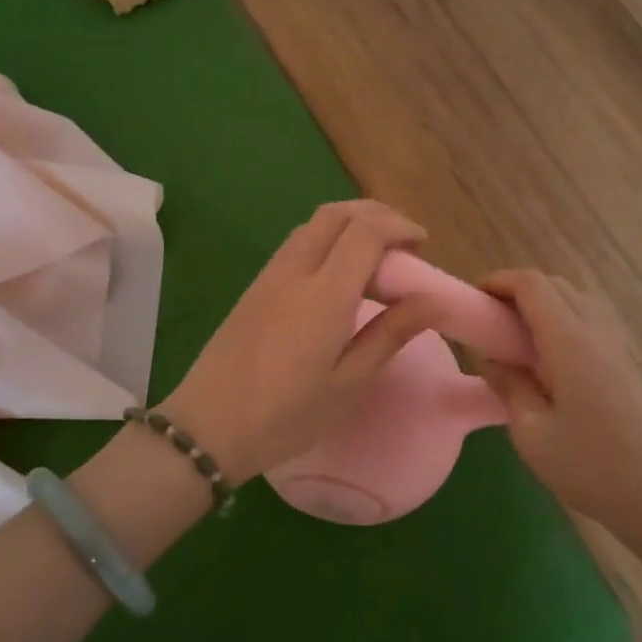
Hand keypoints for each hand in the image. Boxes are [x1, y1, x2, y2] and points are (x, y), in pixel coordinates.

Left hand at [158, 201, 441, 483]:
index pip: (365, 231)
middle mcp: (295, 271)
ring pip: (313, 225)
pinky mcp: (254, 288)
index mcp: (324, 294)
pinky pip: (296, 244)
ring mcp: (269, 276)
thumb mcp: (349, 383)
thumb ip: (390, 333)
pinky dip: (326, 241)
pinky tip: (339, 277)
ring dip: (349, 225)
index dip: (400, 227)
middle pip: (336, 214)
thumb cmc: (286, 415)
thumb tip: (433, 300)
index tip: (423, 246)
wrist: (208, 427)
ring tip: (376, 260)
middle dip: (376, 215)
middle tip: (403, 245)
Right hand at [477, 270, 641, 539]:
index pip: (532, 285)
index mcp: (570, 341)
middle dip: (517, 290)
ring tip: (516, 337)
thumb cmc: (589, 466)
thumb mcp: (531, 432)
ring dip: (543, 303)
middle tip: (490, 320)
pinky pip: (591, 320)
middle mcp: (596, 331)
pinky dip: (564, 319)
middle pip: (555, 285)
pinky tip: (550, 357)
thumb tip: (490, 358)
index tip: (472, 300)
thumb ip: (508, 385)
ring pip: (577, 299)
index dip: (499, 281)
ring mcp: (618, 345)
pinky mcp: (628, 362)